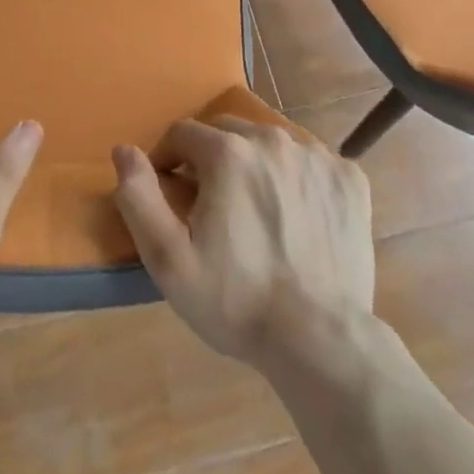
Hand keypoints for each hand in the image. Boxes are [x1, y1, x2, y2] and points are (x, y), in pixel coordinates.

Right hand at [112, 117, 372, 366]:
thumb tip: (123, 149)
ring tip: (255, 212)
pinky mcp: (350, 178)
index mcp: (228, 152)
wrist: (321, 341)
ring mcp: (318, 156)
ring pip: (270, 143)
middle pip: (227, 132)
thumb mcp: (168, 258)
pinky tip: (298, 217)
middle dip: (211, 160)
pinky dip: (298, 179)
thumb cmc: (236, 300)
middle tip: (212, 206)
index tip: (172, 196)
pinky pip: (312, 163)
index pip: (182, 133)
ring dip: (255, 165)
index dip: (169, 161)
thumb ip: (139, 196)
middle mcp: (274, 139)